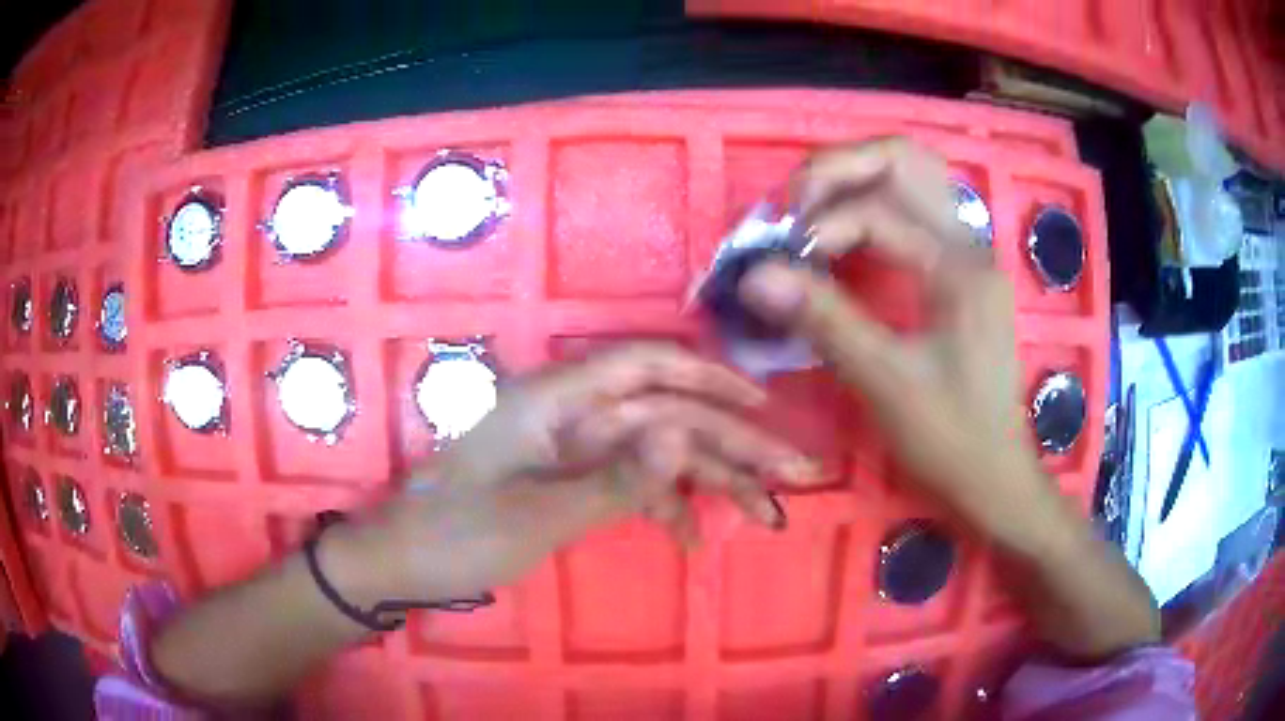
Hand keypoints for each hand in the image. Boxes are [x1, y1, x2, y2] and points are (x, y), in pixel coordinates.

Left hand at [339, 344, 817, 604]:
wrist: (403, 561)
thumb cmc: (458, 533)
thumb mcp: (538, 515)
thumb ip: (617, 478)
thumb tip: (688, 434)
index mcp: (556, 399)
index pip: (647, 366)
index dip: (711, 379)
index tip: (765, 405)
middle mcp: (571, 413)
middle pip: (667, 415)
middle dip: (734, 443)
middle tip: (795, 475)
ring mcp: (573, 448)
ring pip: (657, 451)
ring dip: (712, 479)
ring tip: (766, 513)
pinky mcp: (571, 479)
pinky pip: (631, 482)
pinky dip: (664, 504)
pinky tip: (692, 536)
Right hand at [738, 138, 1053, 541]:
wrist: (995, 478)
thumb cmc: (950, 437)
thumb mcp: (885, 382)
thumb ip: (823, 320)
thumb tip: (755, 275)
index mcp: (960, 267)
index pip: (877, 212)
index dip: (820, 228)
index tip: (780, 267)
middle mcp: (970, 244)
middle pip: (905, 161)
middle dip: (840, 168)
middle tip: (794, 204)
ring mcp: (969, 255)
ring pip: (915, 179)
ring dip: (859, 180)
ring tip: (813, 209)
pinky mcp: (962, 273)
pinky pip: (916, 213)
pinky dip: (876, 208)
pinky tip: (848, 235)